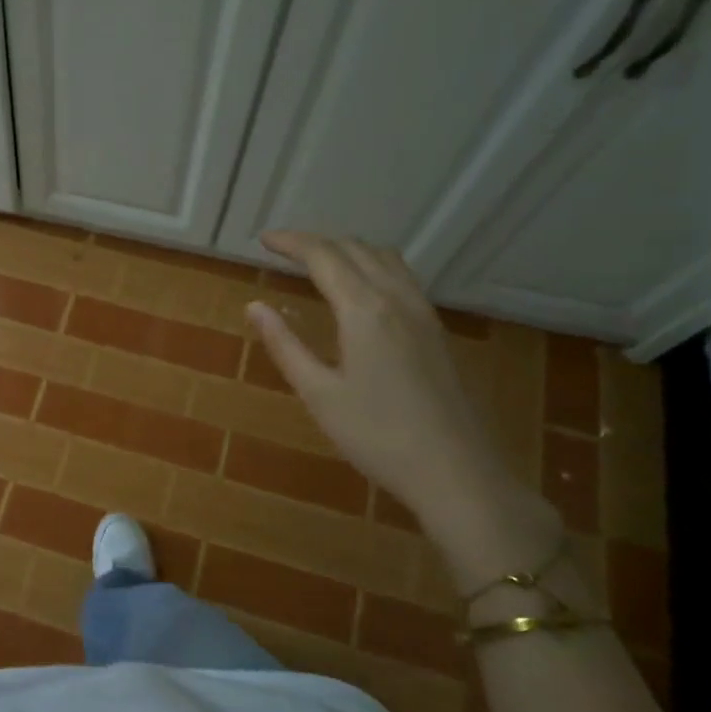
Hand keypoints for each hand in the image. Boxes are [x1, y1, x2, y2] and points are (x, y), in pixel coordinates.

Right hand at [245, 232, 558, 586]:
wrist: (455, 471)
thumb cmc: (377, 436)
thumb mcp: (319, 394)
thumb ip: (285, 345)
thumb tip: (254, 306)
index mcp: (364, 310)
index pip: (323, 256)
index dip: (291, 242)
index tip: (263, 239)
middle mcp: (396, 299)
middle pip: (355, 249)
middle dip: (317, 242)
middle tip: (283, 250)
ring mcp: (423, 313)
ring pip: (385, 258)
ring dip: (349, 249)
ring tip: (319, 262)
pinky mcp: (437, 331)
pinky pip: (402, 277)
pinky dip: (373, 266)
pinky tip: (362, 290)